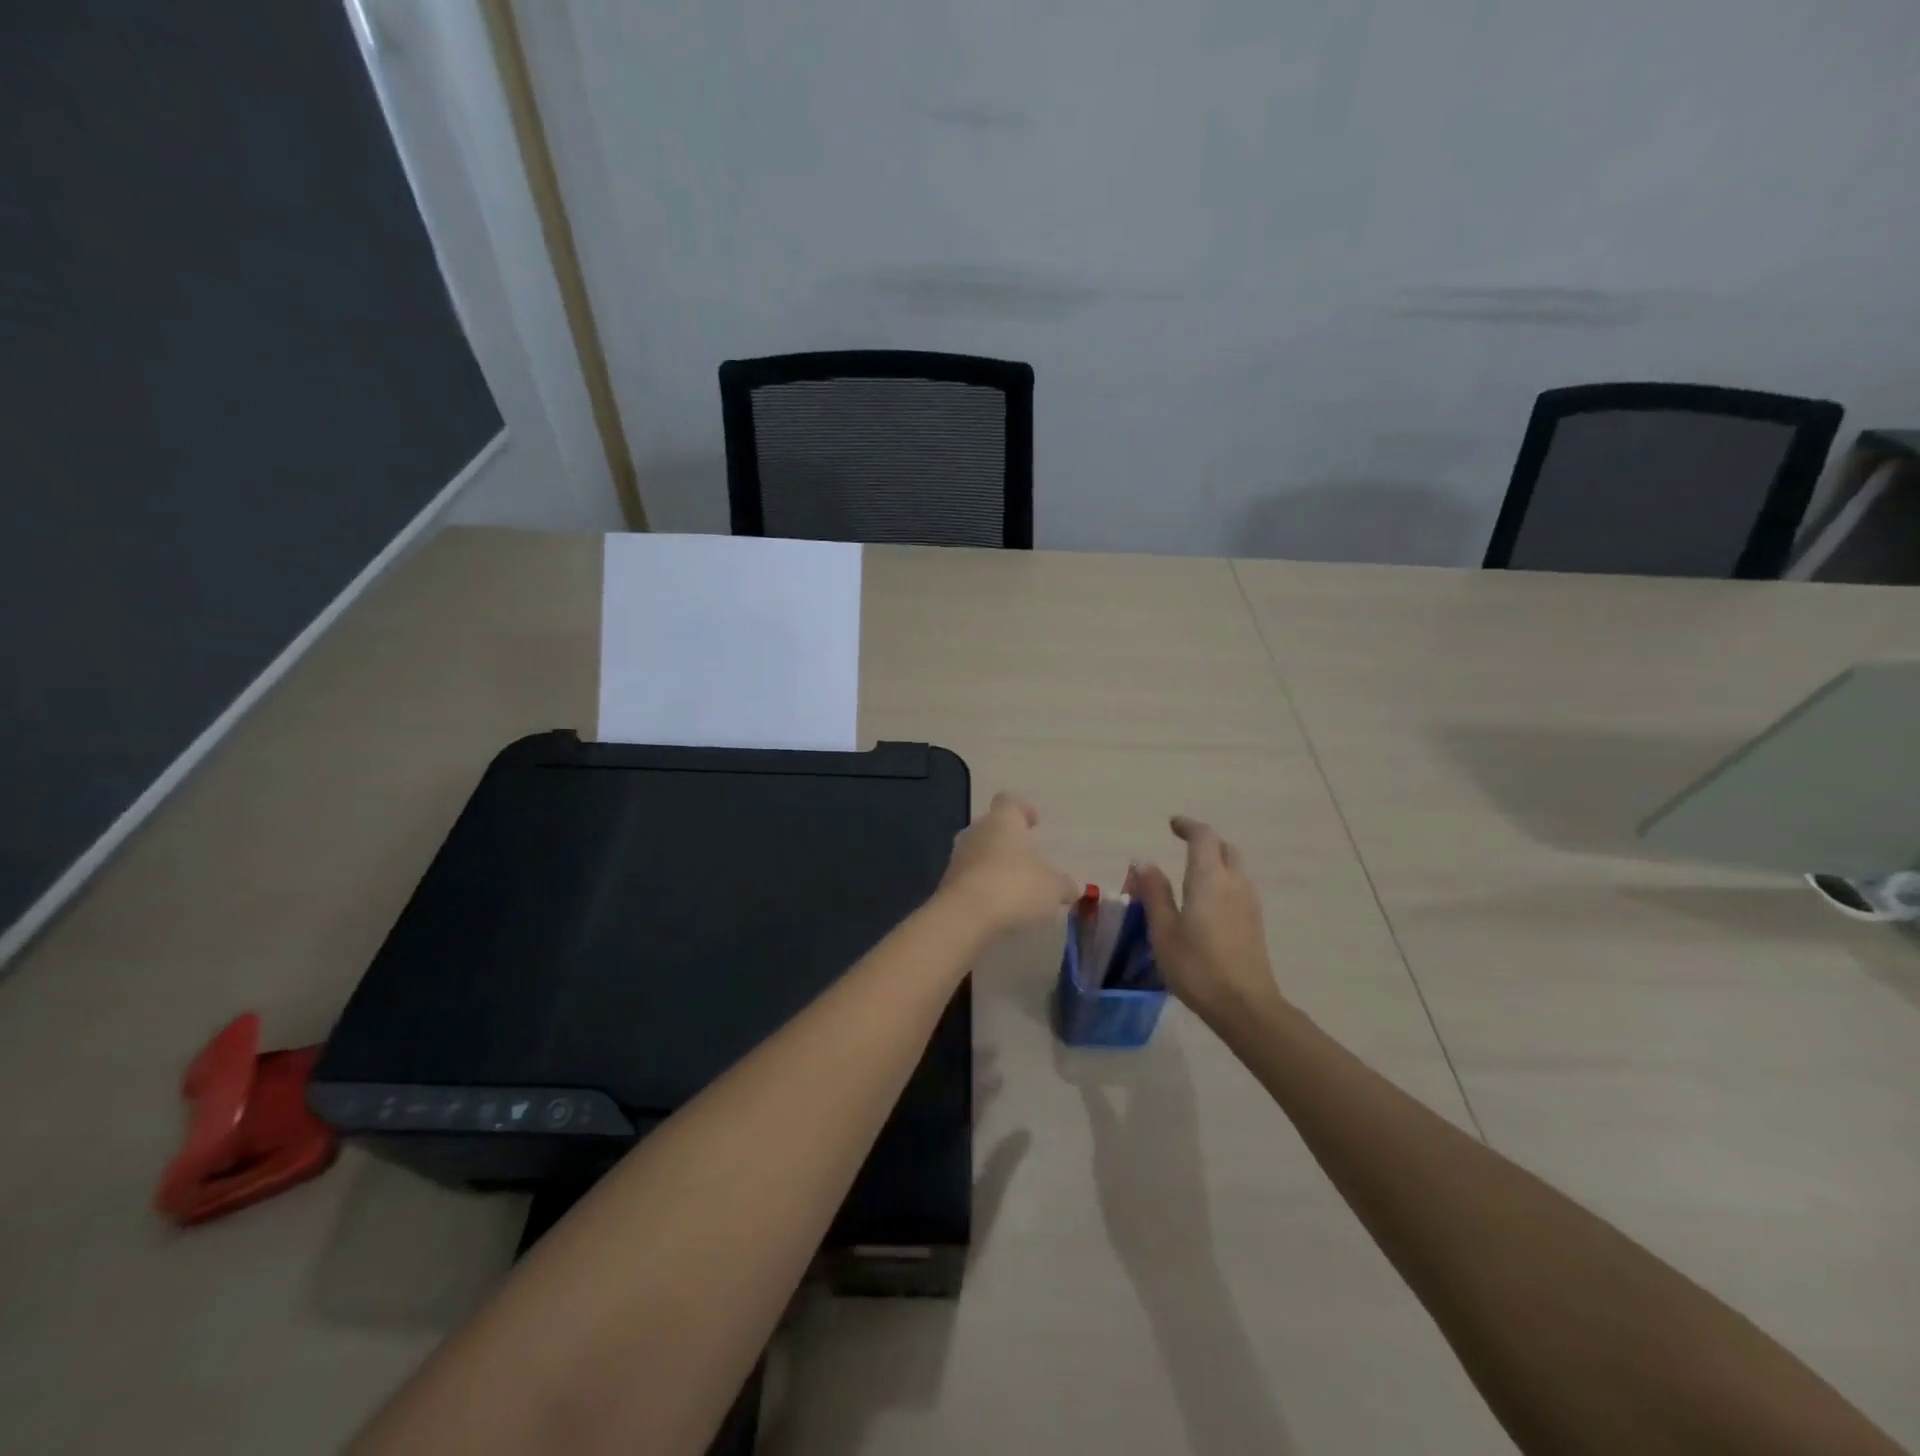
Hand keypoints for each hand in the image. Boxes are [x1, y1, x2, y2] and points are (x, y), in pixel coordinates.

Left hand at [940, 792, 1078, 935]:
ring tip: (1015, 888)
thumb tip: (1072, 887)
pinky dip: (983, 888)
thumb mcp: (1053, 887)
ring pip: (979, 853)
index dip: (1022, 808)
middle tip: (1027, 859)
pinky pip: (970, 879)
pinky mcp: (947, 884)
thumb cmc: (1015, 886)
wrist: (965, 916)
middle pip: (992, 827)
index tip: (1034, 822)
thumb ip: (1064, 884)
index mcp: (1002, 820)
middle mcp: (976, 832)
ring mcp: (958, 857)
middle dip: (1008, 841)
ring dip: (994, 866)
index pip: (1009, 801)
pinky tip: (998, 907)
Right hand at [1130, 816, 1286, 1026]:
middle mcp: (1234, 883)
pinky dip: (1223, 881)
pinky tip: (1207, 902)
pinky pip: (1239, 887)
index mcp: (1208, 879)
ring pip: (1235, 867)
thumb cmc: (1197, 967)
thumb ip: (1154, 893)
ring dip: (1216, 861)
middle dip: (1205, 841)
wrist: (1245, 1006)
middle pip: (1225, 848)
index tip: (1172, 825)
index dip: (1188, 826)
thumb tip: (1145, 863)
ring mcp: (1249, 903)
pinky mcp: (1255, 923)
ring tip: (1192, 874)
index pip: (1203, 837)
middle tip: (1183, 846)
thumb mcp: (1164, 931)